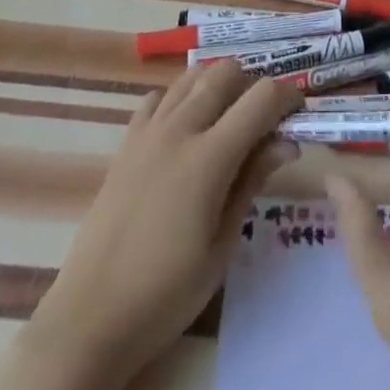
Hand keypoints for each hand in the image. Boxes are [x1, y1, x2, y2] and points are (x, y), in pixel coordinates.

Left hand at [0, 61, 302, 389]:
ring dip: (217, 84)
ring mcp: (149, 131)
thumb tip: (287, 142)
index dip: (287, 96)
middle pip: (226, 72)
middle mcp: (180, 129)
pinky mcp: (126, 142)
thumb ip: (252, 182)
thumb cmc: (167, 293)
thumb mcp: (222, 245)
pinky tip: (186, 129)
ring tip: (228, 119)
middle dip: (253, 84)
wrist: (91, 316)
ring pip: (192, 76)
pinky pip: (158, 97)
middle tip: (264, 119)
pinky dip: (180, 98)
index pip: (261, 98)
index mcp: (209, 156)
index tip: (298, 113)